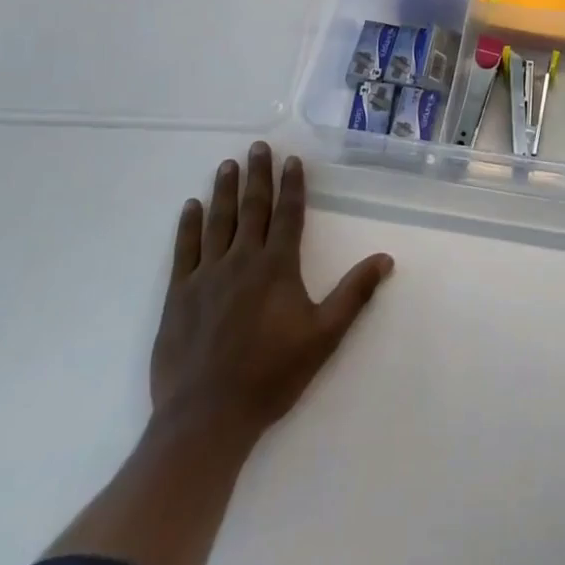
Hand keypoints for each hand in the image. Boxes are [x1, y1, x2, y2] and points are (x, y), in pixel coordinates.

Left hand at [150, 142, 394, 442]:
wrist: (206, 418)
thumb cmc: (271, 376)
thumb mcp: (324, 337)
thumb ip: (354, 294)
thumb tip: (386, 259)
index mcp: (277, 266)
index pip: (288, 214)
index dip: (291, 185)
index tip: (290, 160)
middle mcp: (242, 260)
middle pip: (252, 207)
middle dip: (257, 175)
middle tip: (257, 146)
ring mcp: (207, 274)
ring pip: (218, 220)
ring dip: (224, 190)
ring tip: (227, 164)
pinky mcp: (179, 294)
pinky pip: (185, 249)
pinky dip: (188, 225)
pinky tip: (191, 206)